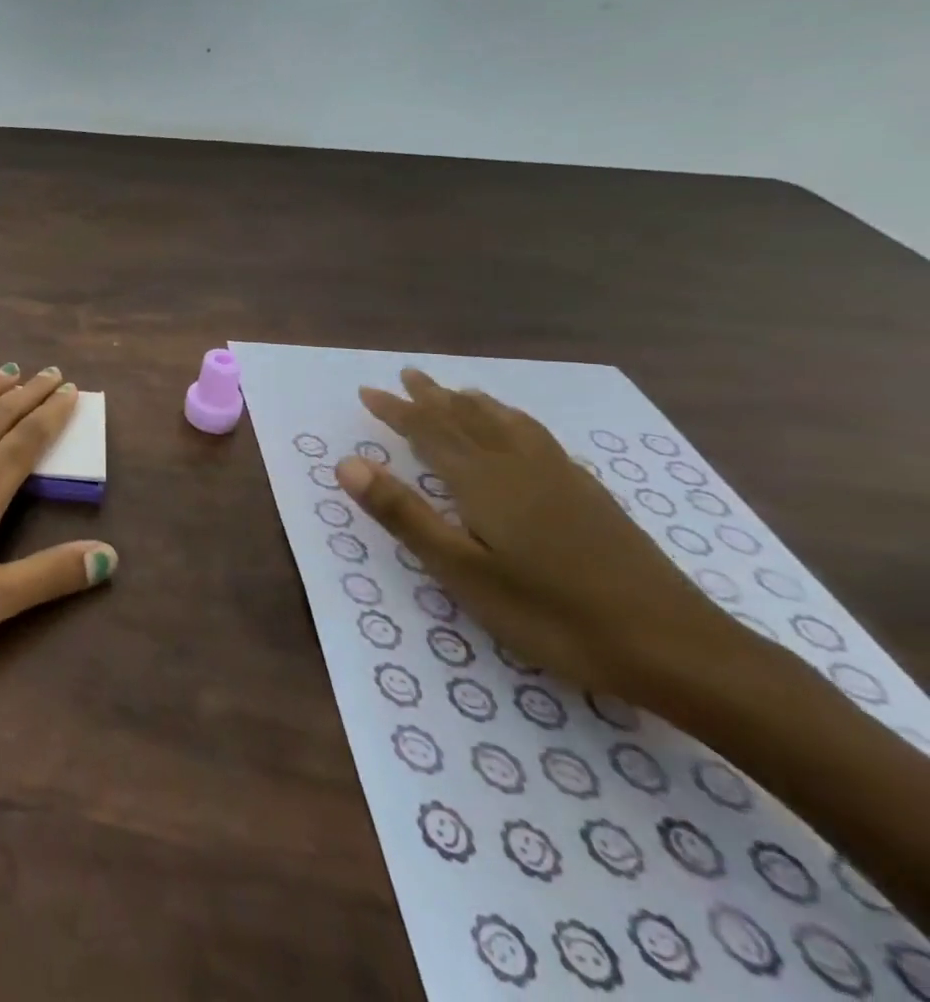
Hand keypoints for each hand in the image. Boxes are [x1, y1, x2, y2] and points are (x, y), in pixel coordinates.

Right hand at [336, 368, 737, 701]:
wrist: (678, 649)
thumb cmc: (552, 614)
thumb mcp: (462, 571)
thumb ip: (405, 514)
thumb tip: (347, 462)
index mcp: (484, 481)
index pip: (429, 431)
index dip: (396, 410)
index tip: (368, 391)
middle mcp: (520, 467)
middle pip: (469, 419)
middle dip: (433, 397)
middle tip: (408, 375)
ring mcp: (563, 480)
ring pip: (509, 425)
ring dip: (476, 405)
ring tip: (459, 391)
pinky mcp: (593, 499)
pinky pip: (540, 440)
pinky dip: (515, 423)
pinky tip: (523, 435)